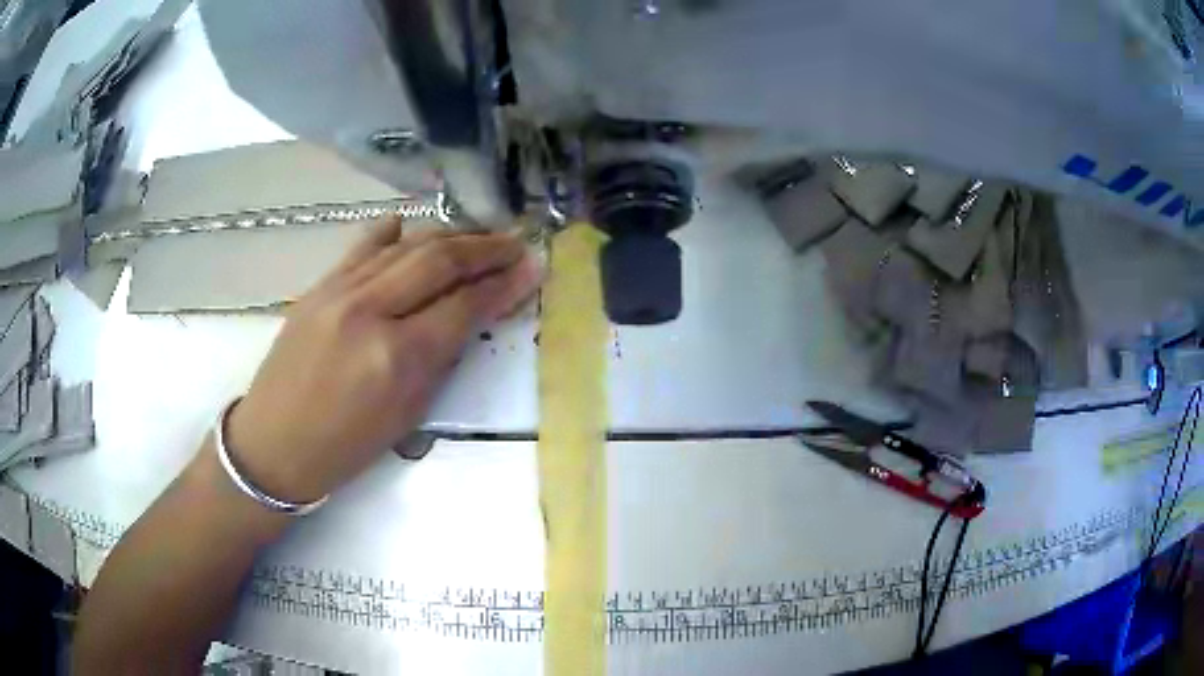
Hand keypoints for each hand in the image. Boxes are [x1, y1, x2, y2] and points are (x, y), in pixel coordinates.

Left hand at [225, 218, 541, 501]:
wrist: (274, 443)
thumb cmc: (346, 447)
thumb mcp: (407, 416)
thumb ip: (441, 359)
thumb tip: (473, 315)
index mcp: (397, 357)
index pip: (464, 305)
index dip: (504, 284)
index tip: (533, 268)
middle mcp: (370, 311)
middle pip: (439, 261)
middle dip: (485, 248)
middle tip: (516, 242)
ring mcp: (339, 292)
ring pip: (405, 247)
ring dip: (449, 235)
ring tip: (479, 234)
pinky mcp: (318, 287)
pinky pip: (362, 248)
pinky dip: (392, 234)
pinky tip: (409, 224)